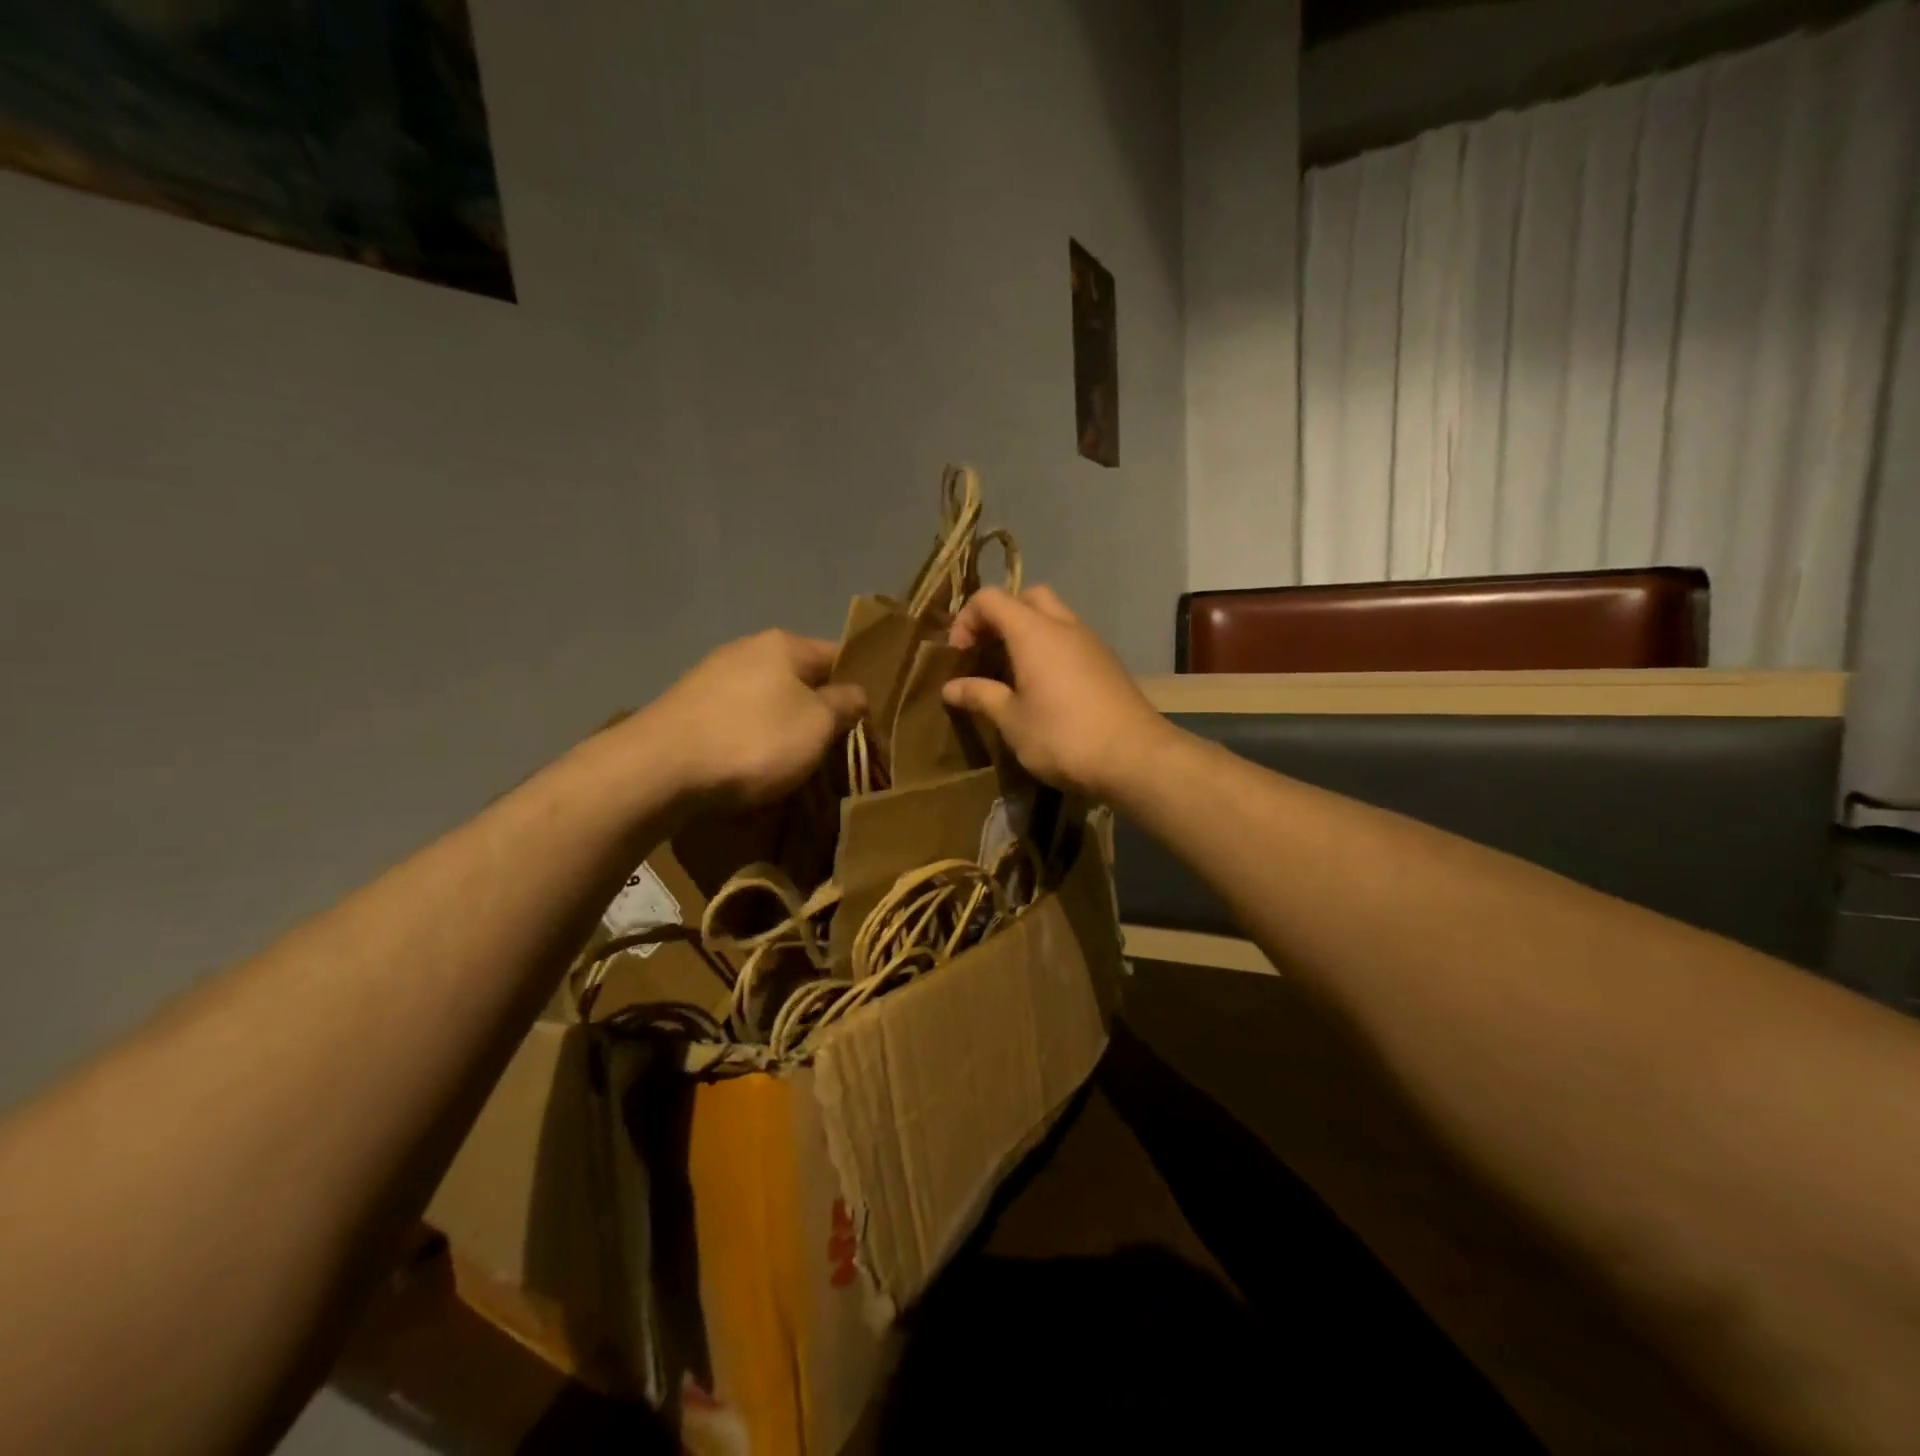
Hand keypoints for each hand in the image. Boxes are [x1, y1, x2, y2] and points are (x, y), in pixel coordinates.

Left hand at [635, 630, 865, 807]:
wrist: (658, 770)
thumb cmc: (753, 740)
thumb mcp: (818, 725)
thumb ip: (845, 705)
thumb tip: (856, 694)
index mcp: (784, 644)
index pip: (838, 654)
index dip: (860, 683)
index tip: (873, 718)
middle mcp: (747, 650)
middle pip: (801, 679)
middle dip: (821, 710)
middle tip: (838, 747)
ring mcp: (713, 678)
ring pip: (768, 701)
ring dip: (786, 728)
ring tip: (799, 763)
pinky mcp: (689, 709)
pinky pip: (739, 721)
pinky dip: (753, 740)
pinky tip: (755, 766)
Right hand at [942, 586, 1168, 797]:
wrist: (1135, 757)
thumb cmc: (1063, 737)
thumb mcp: (1012, 721)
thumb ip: (981, 696)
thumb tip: (950, 687)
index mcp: (1034, 632)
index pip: (991, 599)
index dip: (967, 619)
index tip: (959, 656)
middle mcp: (1064, 626)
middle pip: (1028, 597)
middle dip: (1002, 616)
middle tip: (988, 652)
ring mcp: (1092, 642)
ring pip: (1055, 617)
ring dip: (1029, 633)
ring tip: (1013, 673)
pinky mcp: (1108, 663)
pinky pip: (1072, 640)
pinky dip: (1052, 649)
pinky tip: (1046, 687)